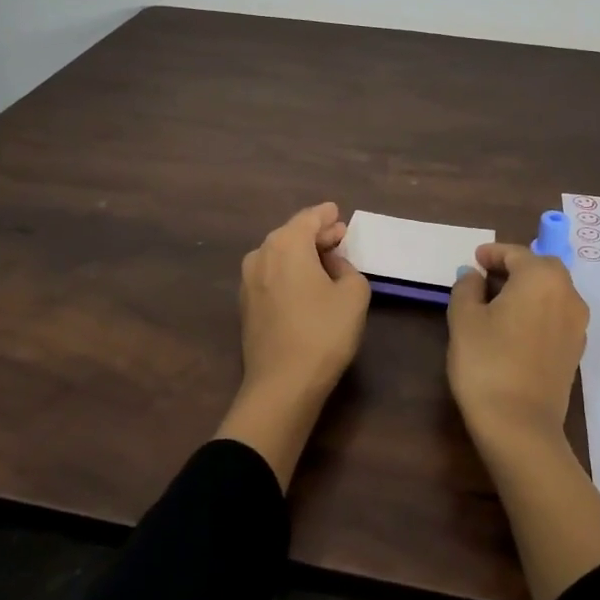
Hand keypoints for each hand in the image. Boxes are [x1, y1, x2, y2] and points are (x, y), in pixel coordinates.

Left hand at [239, 201, 368, 398]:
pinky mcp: (245, 304)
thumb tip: (333, 264)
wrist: (282, 384)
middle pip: (291, 233)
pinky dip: (288, 272)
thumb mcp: (354, 294)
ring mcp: (247, 280)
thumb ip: (348, 268)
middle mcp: (261, 254)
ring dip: (301, 253)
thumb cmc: (323, 332)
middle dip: (315, 234)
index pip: (309, 218)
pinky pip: (271, 275)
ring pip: (278, 254)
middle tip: (338, 239)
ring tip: (324, 262)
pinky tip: (305, 285)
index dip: (326, 216)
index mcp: (286, 243)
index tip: (339, 215)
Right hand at [446, 243, 589, 451]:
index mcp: (542, 278)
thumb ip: (467, 287)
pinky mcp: (575, 351)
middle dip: (514, 268)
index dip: (492, 253)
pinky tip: (514, 328)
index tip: (474, 259)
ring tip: (497, 303)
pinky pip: (556, 316)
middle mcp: (568, 295)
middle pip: (541, 269)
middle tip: (486, 277)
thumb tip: (474, 276)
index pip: (516, 254)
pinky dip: (537, 311)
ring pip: (551, 292)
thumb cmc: (487, 362)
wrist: (519, 426)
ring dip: (527, 290)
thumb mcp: (463, 318)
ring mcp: (577, 325)